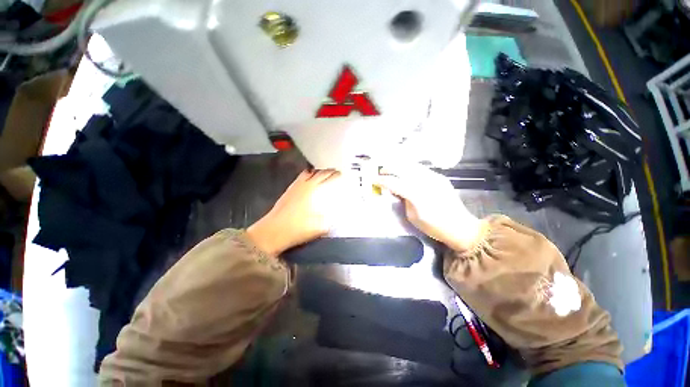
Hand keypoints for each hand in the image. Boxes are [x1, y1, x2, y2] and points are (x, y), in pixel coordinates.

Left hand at [246, 169, 345, 255]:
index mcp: (310, 190)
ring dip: (315, 173)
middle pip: (315, 172)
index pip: (324, 176)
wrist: (272, 232)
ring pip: (305, 174)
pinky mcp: (287, 193)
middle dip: (325, 171)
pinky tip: (309, 184)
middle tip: (333, 172)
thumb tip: (335, 217)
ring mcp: (293, 188)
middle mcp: (301, 185)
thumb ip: (329, 220)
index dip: (333, 174)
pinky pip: (299, 180)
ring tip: (323, 175)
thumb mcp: (319, 227)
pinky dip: (307, 177)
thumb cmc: (296, 228)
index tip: (340, 172)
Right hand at [375, 164, 483, 251]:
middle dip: (389, 168)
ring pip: (411, 165)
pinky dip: (409, 168)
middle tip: (381, 172)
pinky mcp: (440, 177)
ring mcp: (434, 177)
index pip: (394, 182)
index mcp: (417, 195)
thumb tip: (395, 190)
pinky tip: (405, 173)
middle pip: (402, 168)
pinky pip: (420, 168)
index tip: (373, 180)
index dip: (381, 180)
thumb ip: (402, 200)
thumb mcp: (412, 216)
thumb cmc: (433, 227)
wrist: (460, 226)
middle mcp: (425, 182)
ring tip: (391, 170)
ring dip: (398, 166)